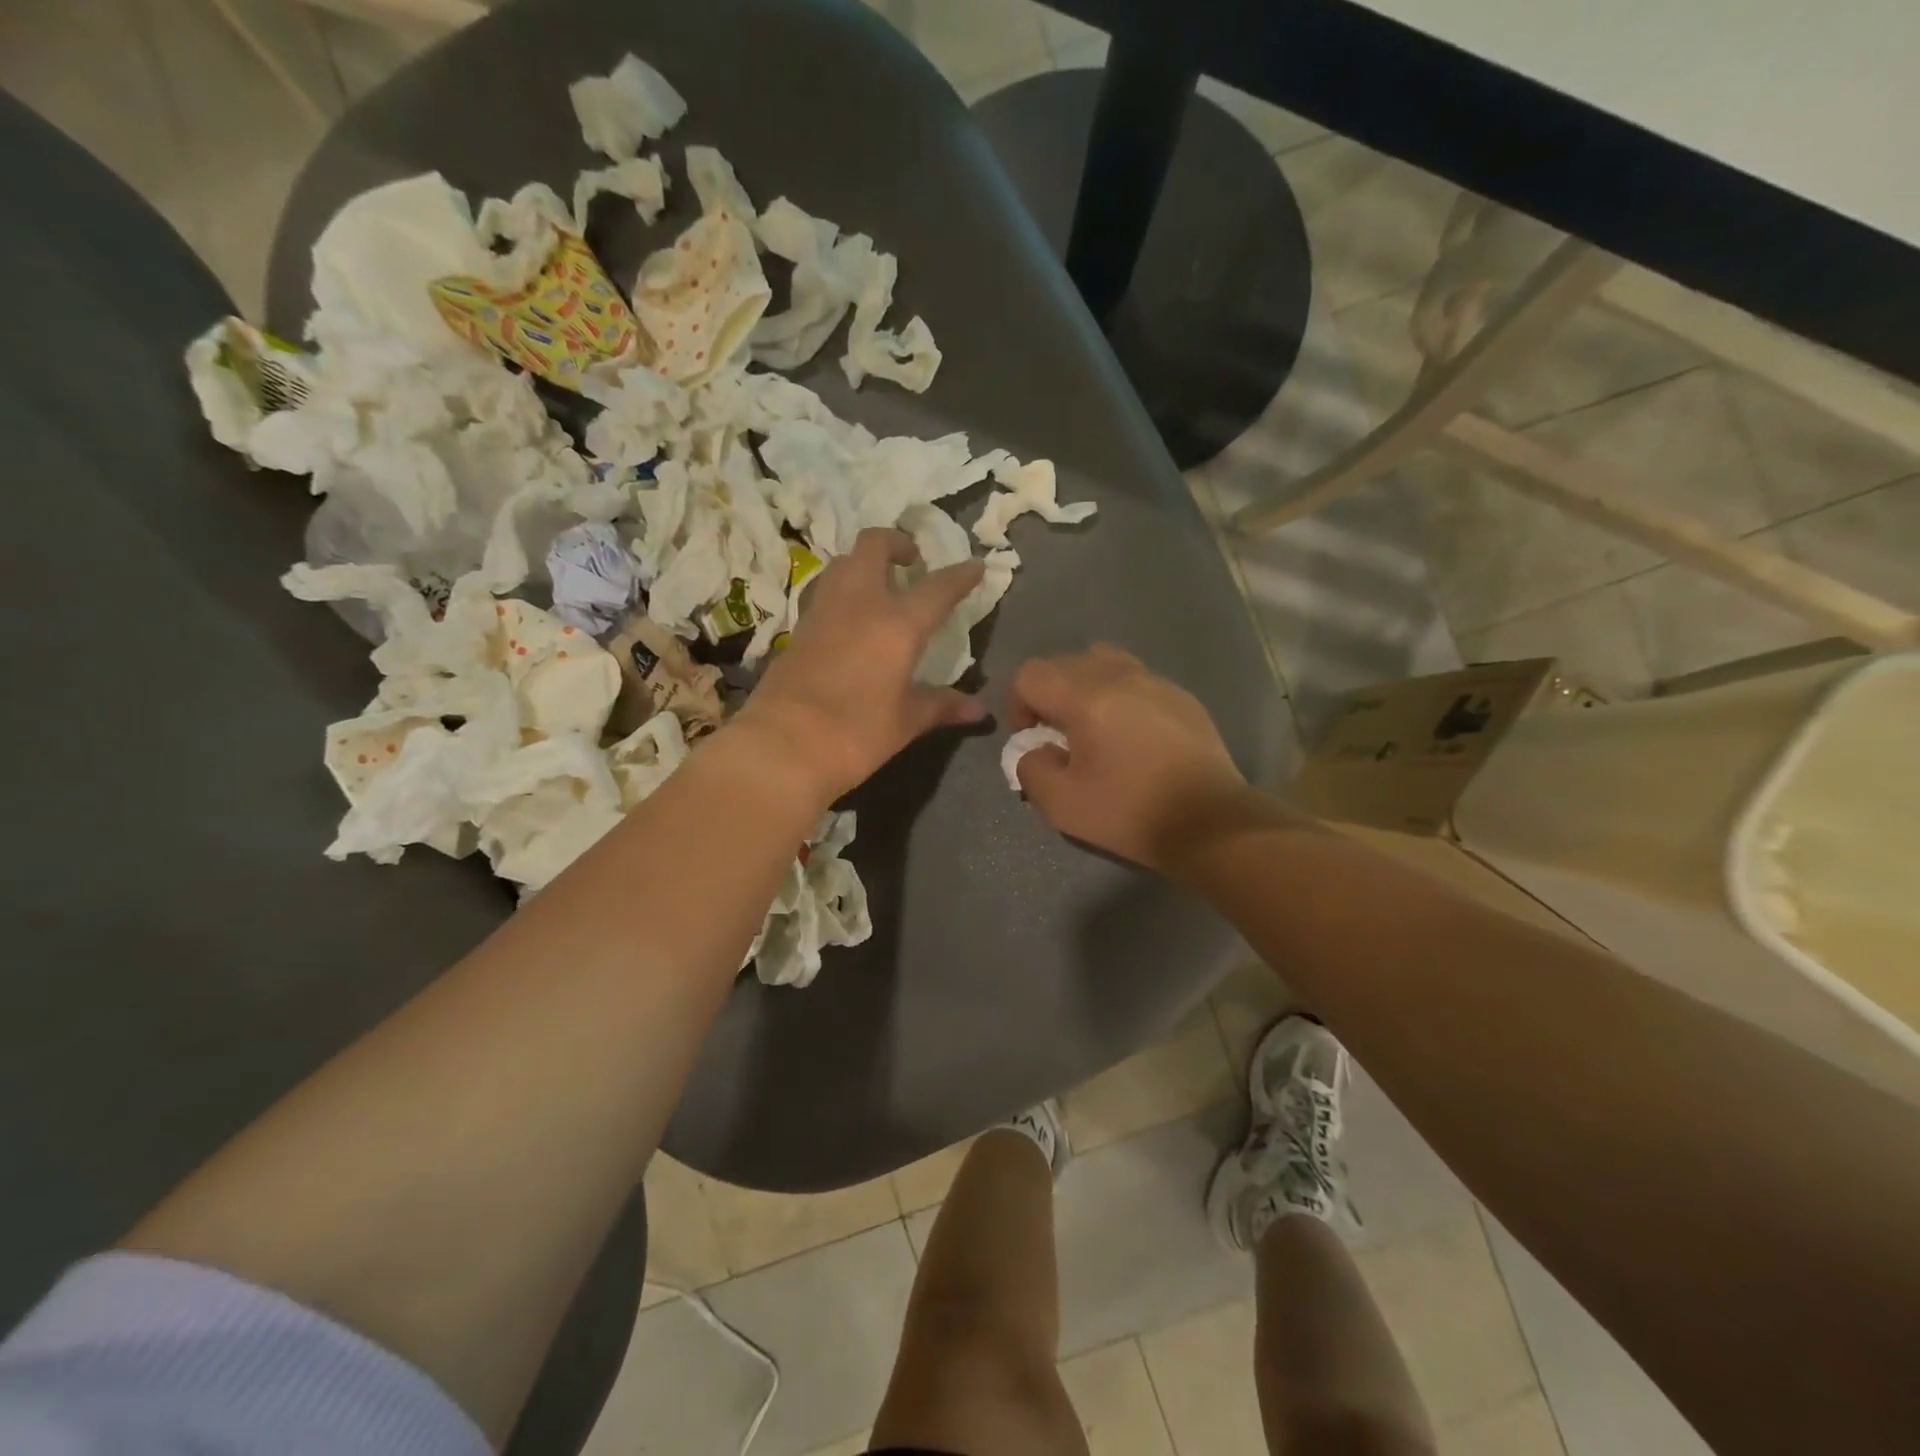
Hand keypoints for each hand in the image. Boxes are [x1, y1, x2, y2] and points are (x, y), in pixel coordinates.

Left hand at [734, 528, 986, 807]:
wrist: (782, 747)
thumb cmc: (856, 734)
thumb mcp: (905, 722)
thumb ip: (941, 706)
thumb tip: (978, 710)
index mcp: (898, 623)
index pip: (938, 587)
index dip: (961, 575)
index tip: (975, 566)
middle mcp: (860, 602)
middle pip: (874, 544)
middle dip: (896, 543)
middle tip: (911, 560)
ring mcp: (823, 610)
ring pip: (843, 563)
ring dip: (864, 563)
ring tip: (880, 587)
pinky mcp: (798, 628)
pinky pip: (824, 592)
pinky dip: (842, 591)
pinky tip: (850, 619)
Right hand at [1009, 645, 1248, 873]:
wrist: (1210, 822)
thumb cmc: (1130, 812)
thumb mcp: (1061, 804)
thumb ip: (1030, 768)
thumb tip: (1034, 750)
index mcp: (1086, 696)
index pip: (1030, 674)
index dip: (1019, 705)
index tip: (1033, 740)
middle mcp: (1119, 675)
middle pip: (1064, 663)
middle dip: (1050, 696)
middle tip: (1060, 737)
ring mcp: (1155, 681)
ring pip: (1103, 662)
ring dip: (1085, 689)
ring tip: (1094, 728)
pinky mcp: (1181, 696)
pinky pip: (1136, 680)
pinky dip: (1121, 697)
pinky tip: (1134, 738)